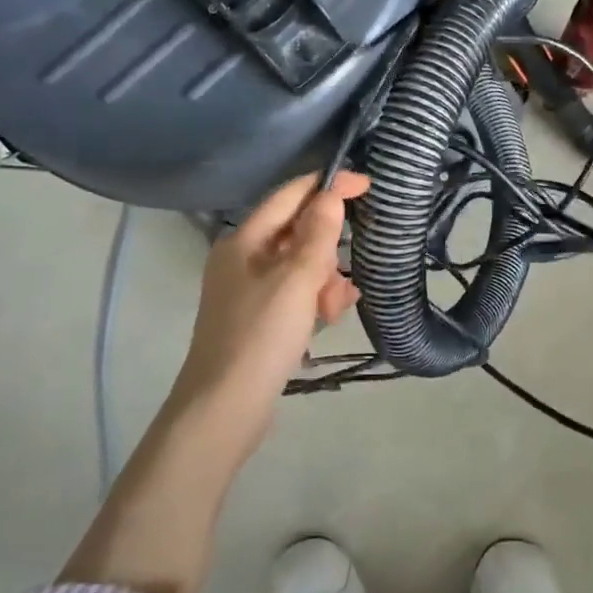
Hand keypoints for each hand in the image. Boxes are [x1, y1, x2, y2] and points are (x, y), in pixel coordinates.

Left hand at [168, 171, 368, 457]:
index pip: (289, 196)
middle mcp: (243, 259)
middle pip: (296, 232)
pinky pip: (296, 295)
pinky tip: (330, 316)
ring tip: (336, 305)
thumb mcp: (296, 279)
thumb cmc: (260, 336)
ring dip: (325, 278)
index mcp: (243, 241)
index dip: (327, 186)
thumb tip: (331, 194)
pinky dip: (315, 300)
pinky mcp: (260, 319)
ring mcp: (249, 291)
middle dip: (327, 247)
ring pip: (300, 266)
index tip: (367, 184)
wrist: (225, 408)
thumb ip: (317, 234)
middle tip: (344, 270)